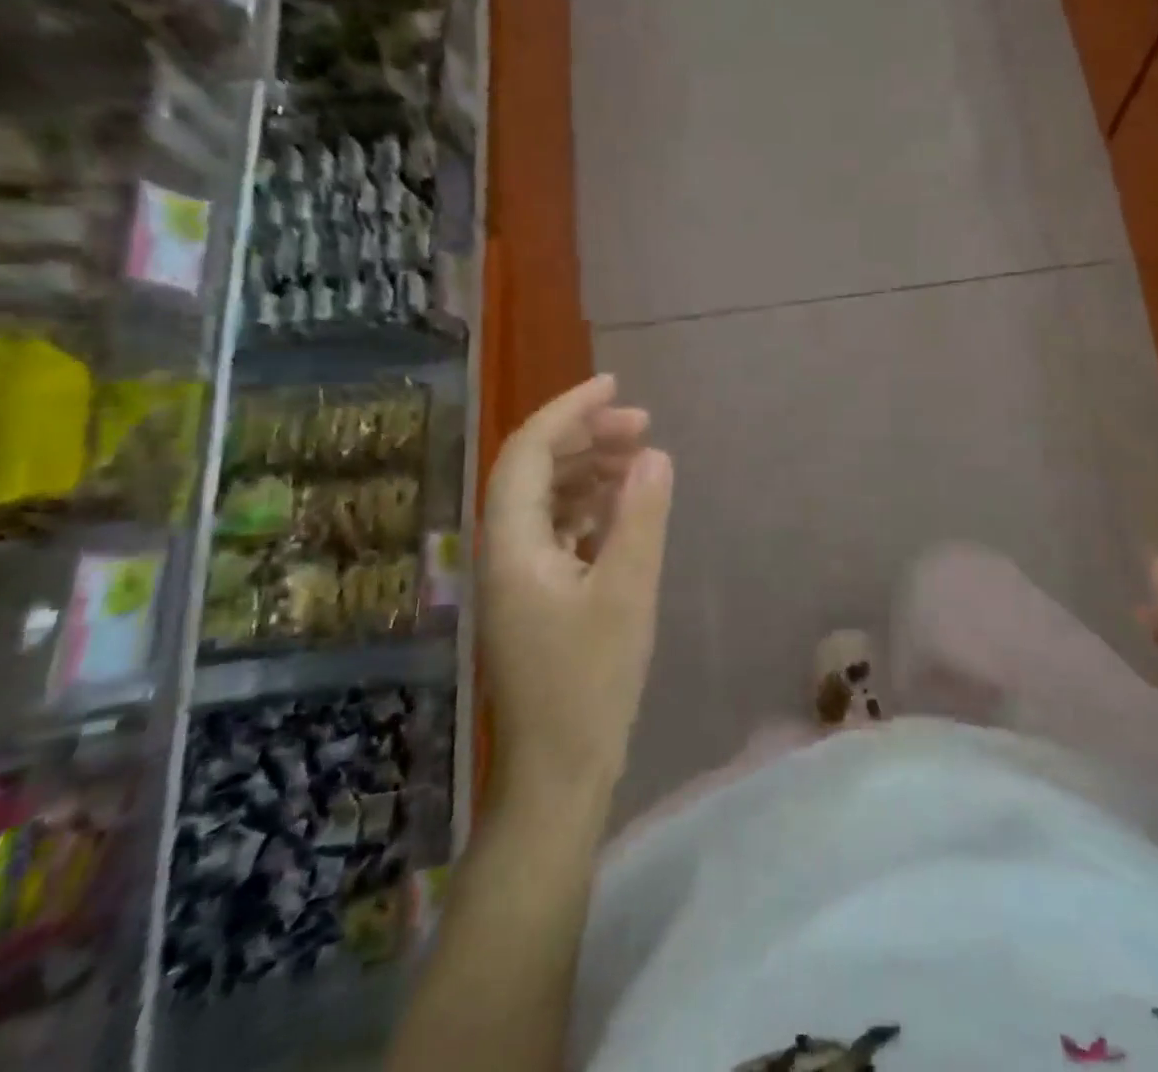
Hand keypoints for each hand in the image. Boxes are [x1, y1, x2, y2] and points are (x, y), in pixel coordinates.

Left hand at [481, 375, 673, 800]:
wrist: (559, 772)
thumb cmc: (590, 683)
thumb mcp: (627, 593)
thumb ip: (640, 517)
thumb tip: (654, 453)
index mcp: (511, 543)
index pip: (528, 451)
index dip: (569, 410)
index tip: (615, 386)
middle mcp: (503, 550)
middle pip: (534, 468)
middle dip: (585, 435)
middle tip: (642, 423)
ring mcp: (517, 575)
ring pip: (546, 497)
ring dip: (588, 468)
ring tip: (639, 456)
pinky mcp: (536, 595)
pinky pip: (557, 528)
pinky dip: (589, 505)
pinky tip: (622, 505)